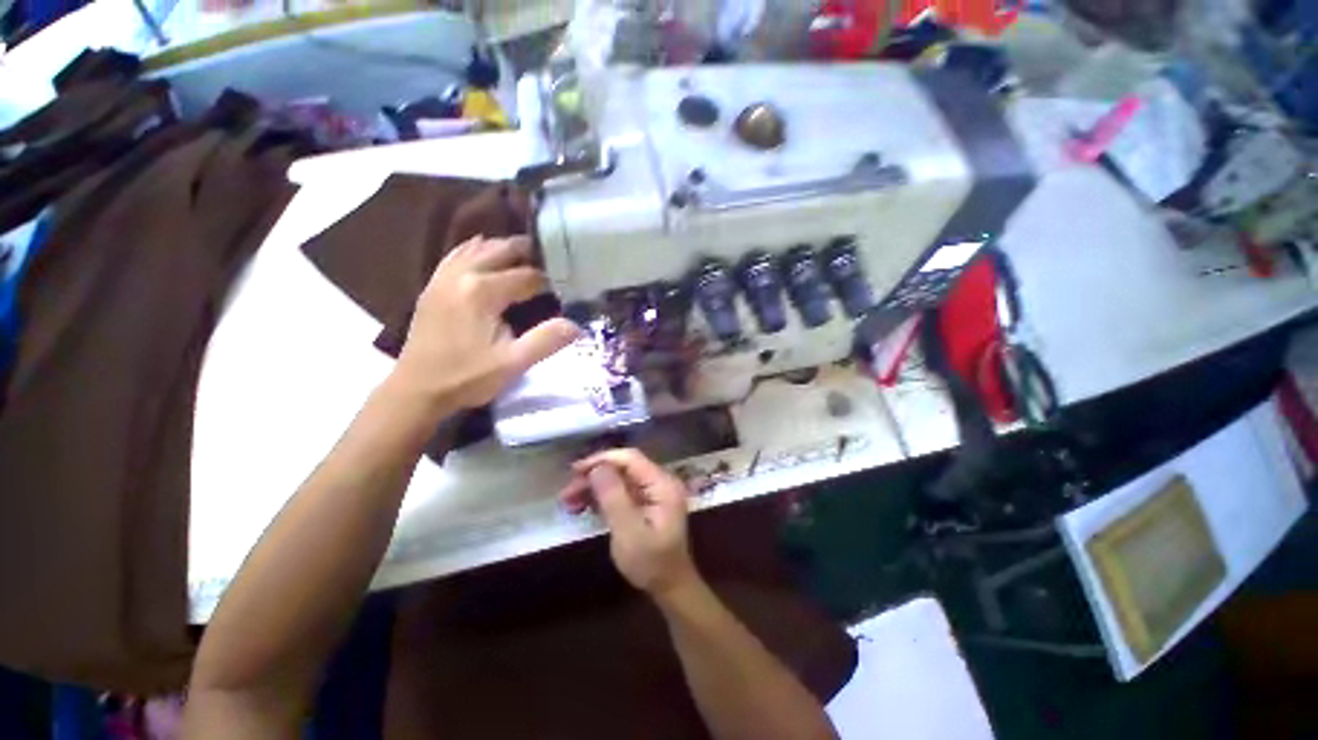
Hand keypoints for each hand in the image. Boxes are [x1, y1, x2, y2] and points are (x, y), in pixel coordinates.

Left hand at [394, 235, 579, 408]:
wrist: (417, 390)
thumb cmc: (468, 377)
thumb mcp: (514, 363)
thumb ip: (547, 340)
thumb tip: (576, 325)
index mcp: (482, 291)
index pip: (526, 276)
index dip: (549, 280)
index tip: (566, 286)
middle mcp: (461, 275)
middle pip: (500, 250)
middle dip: (527, 252)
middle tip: (551, 259)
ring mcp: (442, 278)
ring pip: (477, 248)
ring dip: (502, 248)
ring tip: (525, 255)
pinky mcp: (433, 286)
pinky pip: (456, 255)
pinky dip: (475, 250)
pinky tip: (484, 254)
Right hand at [560, 449, 700, 597]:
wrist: (670, 587)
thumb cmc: (651, 563)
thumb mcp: (629, 533)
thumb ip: (614, 498)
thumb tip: (597, 468)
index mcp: (662, 484)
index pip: (630, 459)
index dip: (602, 460)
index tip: (575, 472)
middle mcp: (659, 482)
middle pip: (623, 467)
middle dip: (594, 476)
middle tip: (567, 493)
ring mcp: (653, 492)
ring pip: (619, 479)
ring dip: (594, 487)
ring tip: (568, 501)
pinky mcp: (645, 502)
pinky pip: (621, 491)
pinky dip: (601, 497)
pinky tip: (582, 506)